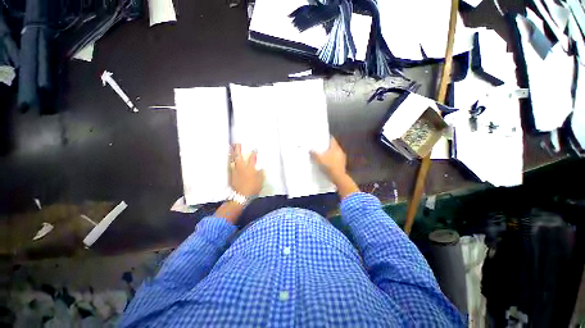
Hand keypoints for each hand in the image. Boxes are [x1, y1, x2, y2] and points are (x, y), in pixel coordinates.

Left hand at [230, 144, 263, 196]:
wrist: (241, 196)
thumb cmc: (253, 188)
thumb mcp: (260, 181)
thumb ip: (261, 174)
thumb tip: (262, 168)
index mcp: (250, 168)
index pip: (252, 158)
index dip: (254, 153)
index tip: (255, 149)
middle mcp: (242, 167)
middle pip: (239, 156)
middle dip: (238, 149)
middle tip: (237, 142)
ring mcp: (235, 170)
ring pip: (233, 160)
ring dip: (232, 153)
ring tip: (231, 147)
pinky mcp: (232, 174)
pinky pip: (230, 165)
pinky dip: (230, 160)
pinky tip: (230, 158)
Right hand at [311, 137, 358, 198]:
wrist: (338, 177)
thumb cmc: (328, 165)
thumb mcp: (318, 159)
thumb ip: (314, 153)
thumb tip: (310, 150)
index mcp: (335, 147)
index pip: (331, 139)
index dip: (326, 138)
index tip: (322, 138)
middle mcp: (340, 151)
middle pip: (333, 146)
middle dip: (327, 146)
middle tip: (321, 147)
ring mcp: (342, 158)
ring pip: (335, 153)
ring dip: (330, 153)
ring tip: (324, 155)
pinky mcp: (342, 164)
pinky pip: (336, 159)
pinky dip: (332, 159)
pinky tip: (328, 162)